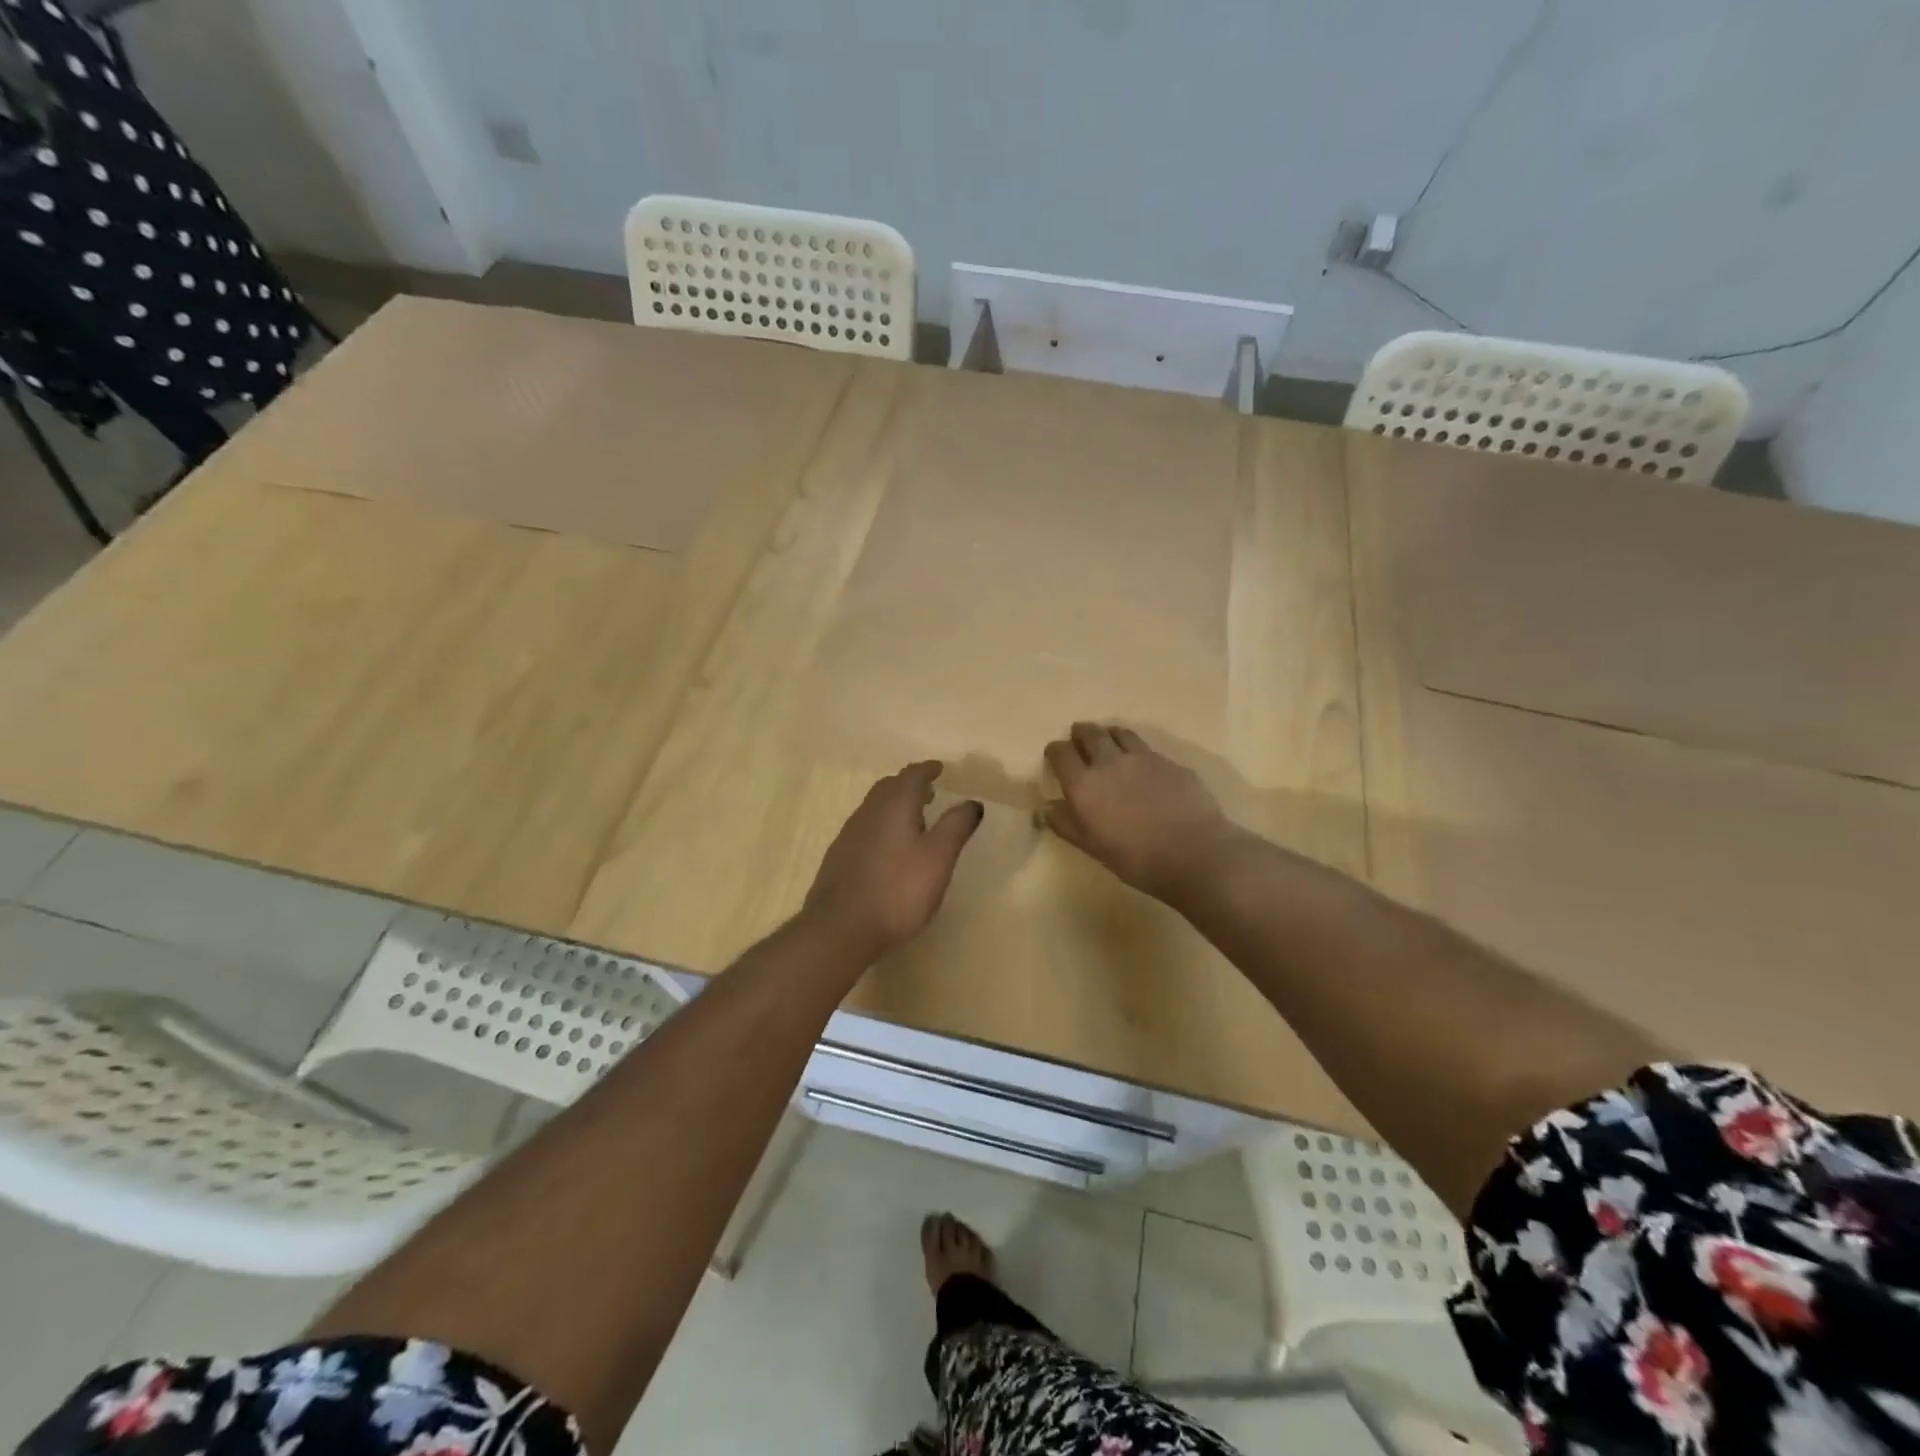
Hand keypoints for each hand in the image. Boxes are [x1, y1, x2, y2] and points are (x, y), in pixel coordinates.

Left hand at [802, 762, 984, 963]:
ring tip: (915, 820)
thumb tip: (972, 802)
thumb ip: (956, 826)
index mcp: (894, 805)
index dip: (927, 770)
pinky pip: (866, 828)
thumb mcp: (938, 857)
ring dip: (895, 806)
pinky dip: (883, 826)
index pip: (912, 775)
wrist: (840, 927)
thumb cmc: (898, 889)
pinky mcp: (839, 857)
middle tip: (930, 793)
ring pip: (875, 808)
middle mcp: (868, 812)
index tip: (939, 769)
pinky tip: (890, 849)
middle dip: (910, 786)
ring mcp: (849, 834)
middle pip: (889, 788)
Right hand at [1042, 723, 1242, 901]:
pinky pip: (1146, 748)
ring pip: (1120, 733)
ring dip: (1108, 734)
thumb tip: (1046, 807)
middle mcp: (1109, 762)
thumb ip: (1066, 824)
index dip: (1055, 751)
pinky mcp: (1170, 762)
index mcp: (1084, 784)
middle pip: (1090, 734)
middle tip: (1078, 737)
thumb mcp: (1092, 847)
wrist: (1194, 853)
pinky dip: (1136, 750)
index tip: (1055, 756)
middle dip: (1080, 733)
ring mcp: (1143, 758)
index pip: (1061, 753)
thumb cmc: (1136, 858)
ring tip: (1108, 740)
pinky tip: (1142, 764)